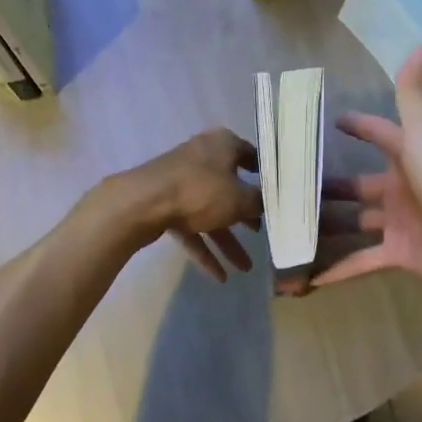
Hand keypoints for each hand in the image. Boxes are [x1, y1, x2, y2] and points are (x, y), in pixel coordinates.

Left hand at [108, 128, 262, 281]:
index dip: (266, 175)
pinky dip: (205, 249)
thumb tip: (265, 203)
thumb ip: (258, 202)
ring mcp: (182, 183)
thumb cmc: (200, 191)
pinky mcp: (166, 204)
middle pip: (231, 188)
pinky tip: (220, 276)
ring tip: (246, 268)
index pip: (251, 155)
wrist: (142, 203)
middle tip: (263, 233)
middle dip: (246, 216)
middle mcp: (203, 158)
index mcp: (223, 145)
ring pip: (211, 213)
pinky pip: (192, 228)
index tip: (278, 194)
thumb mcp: (239, 199)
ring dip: (228, 241)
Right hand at [314, 48, 421, 298]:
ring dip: (327, 226)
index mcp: (409, 155)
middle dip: (329, 185)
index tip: (329, 122)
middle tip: (290, 186)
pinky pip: (362, 260)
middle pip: (357, 184)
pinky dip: (338, 269)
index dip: (357, 126)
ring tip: (289, 227)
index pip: (379, 134)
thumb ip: (414, 94)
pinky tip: (308, 276)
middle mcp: (402, 187)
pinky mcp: (399, 253)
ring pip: (355, 222)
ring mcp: (399, 222)